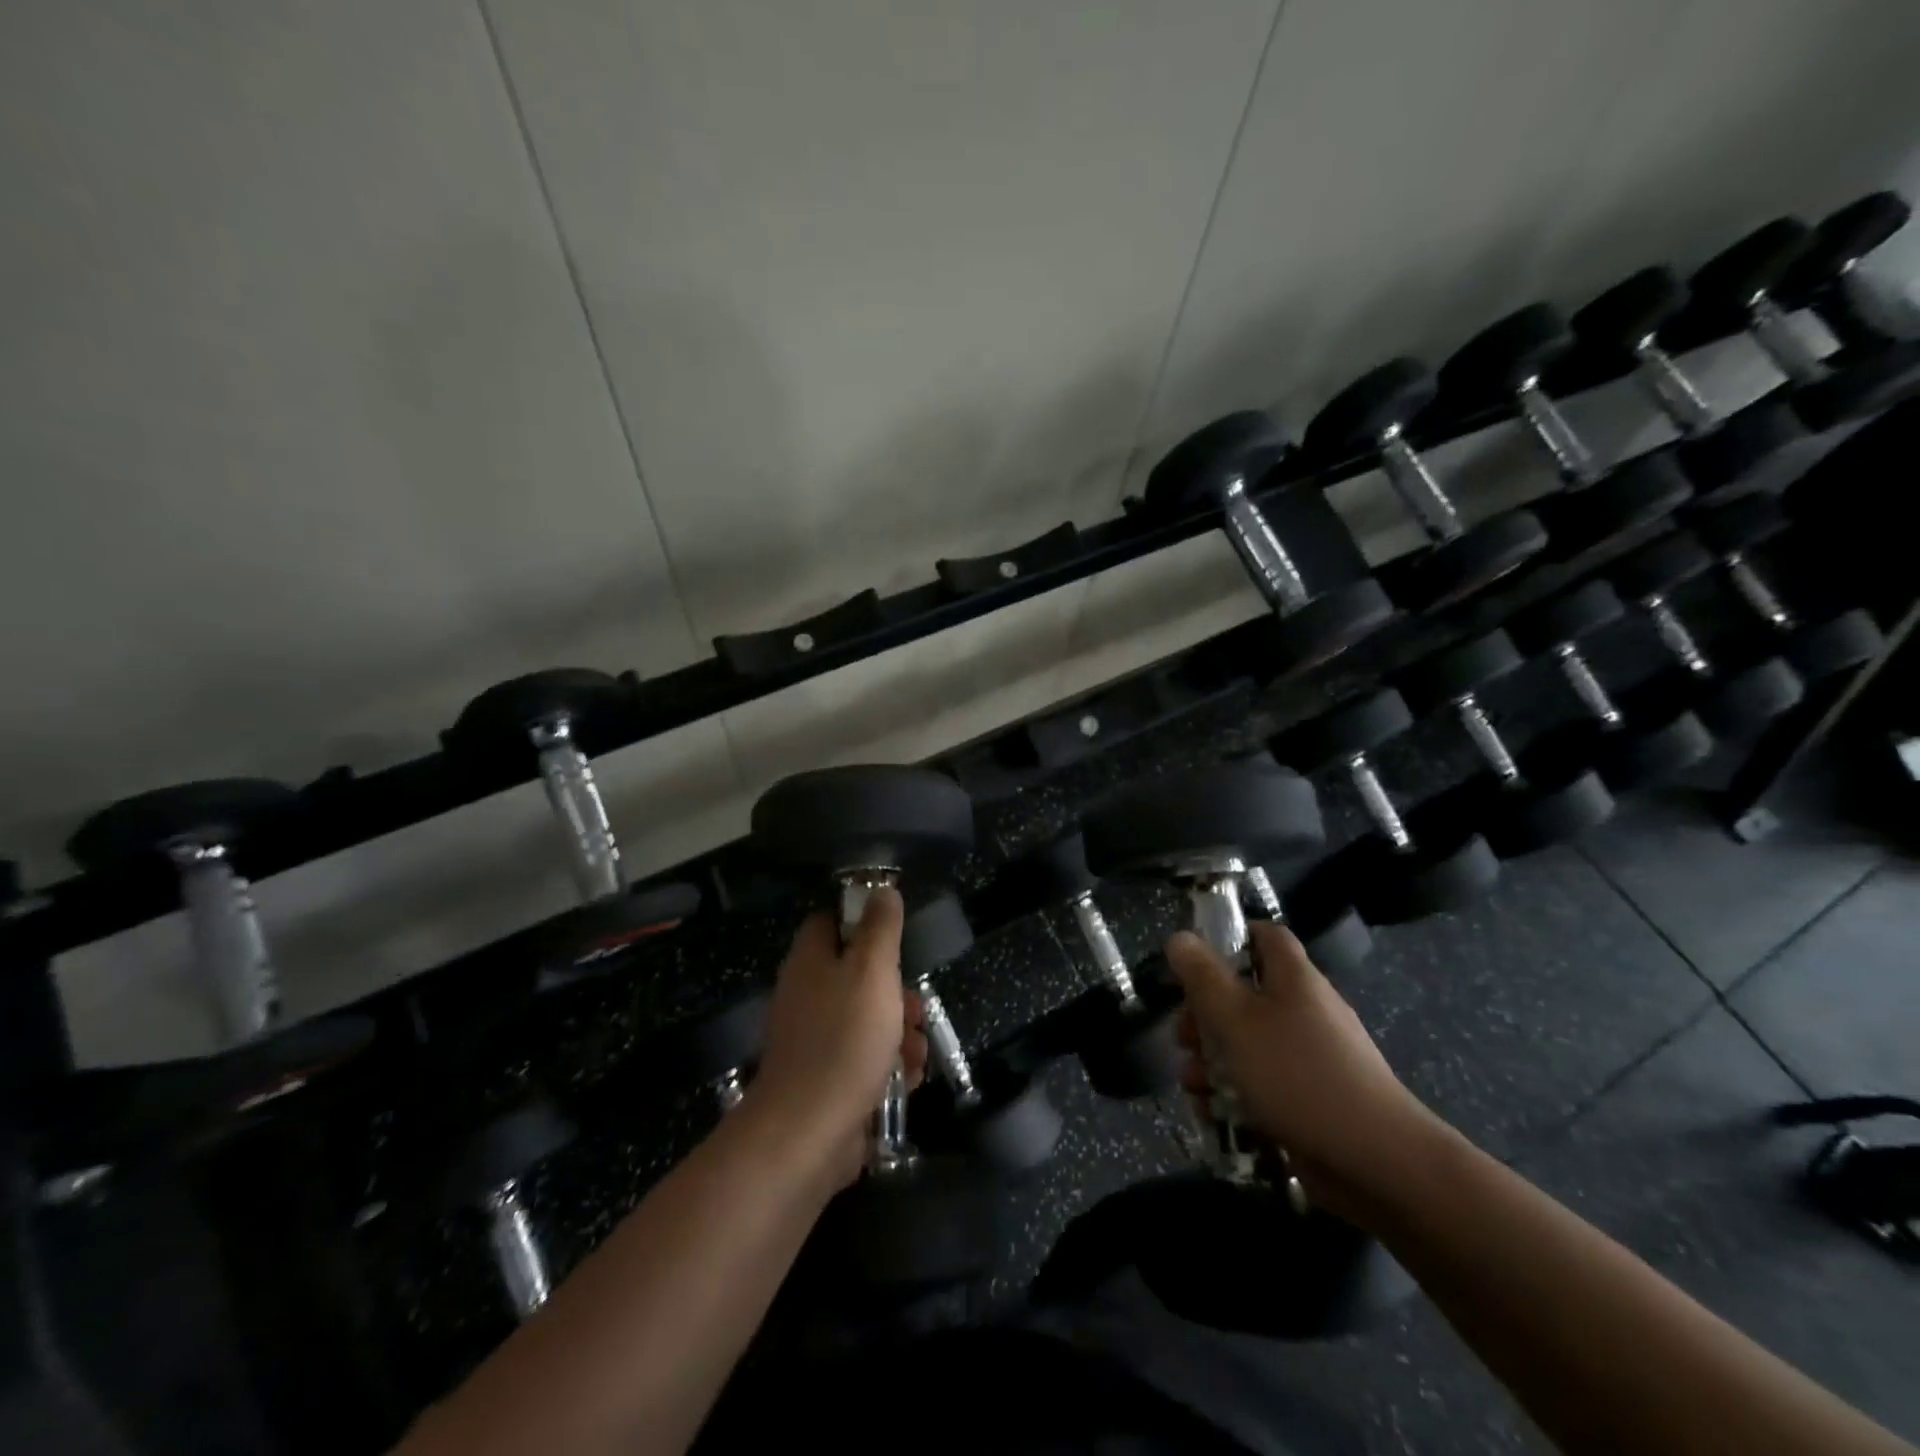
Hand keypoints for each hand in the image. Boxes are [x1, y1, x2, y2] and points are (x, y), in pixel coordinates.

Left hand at [748, 887, 926, 1185]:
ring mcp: (816, 1041)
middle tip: (915, 1007)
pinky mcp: (828, 1079)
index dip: (863, 923)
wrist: (808, 1133)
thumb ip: (880, 928)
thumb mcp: (871, 971)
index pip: (831, 923)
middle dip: (896, 991)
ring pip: (868, 1020)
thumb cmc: (844, 1039)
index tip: (896, 940)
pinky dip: (889, 1067)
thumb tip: (882, 890)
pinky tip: (907, 1080)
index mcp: (811, 962)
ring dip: (900, 1033)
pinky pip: (865, 1060)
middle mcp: (808, 995)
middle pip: (858, 975)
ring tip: (916, 1051)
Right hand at [1171, 921, 1442, 1221]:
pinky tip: (1213, 1114)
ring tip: (1192, 1085)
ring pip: (1248, 1043)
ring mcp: (1311, 1057)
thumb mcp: (1236, 1019)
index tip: (1193, 963)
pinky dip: (1235, 1094)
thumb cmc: (1298, 1075)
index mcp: (1294, 979)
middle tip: (1183, 1039)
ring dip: (1212, 1060)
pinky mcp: (1311, 1099)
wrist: (1378, 1162)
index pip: (1265, 936)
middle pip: (1245, 995)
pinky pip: (1264, 1084)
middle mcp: (1305, 1010)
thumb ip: (1203, 977)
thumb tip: (1179, 937)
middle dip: (1204, 1016)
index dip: (1229, 939)